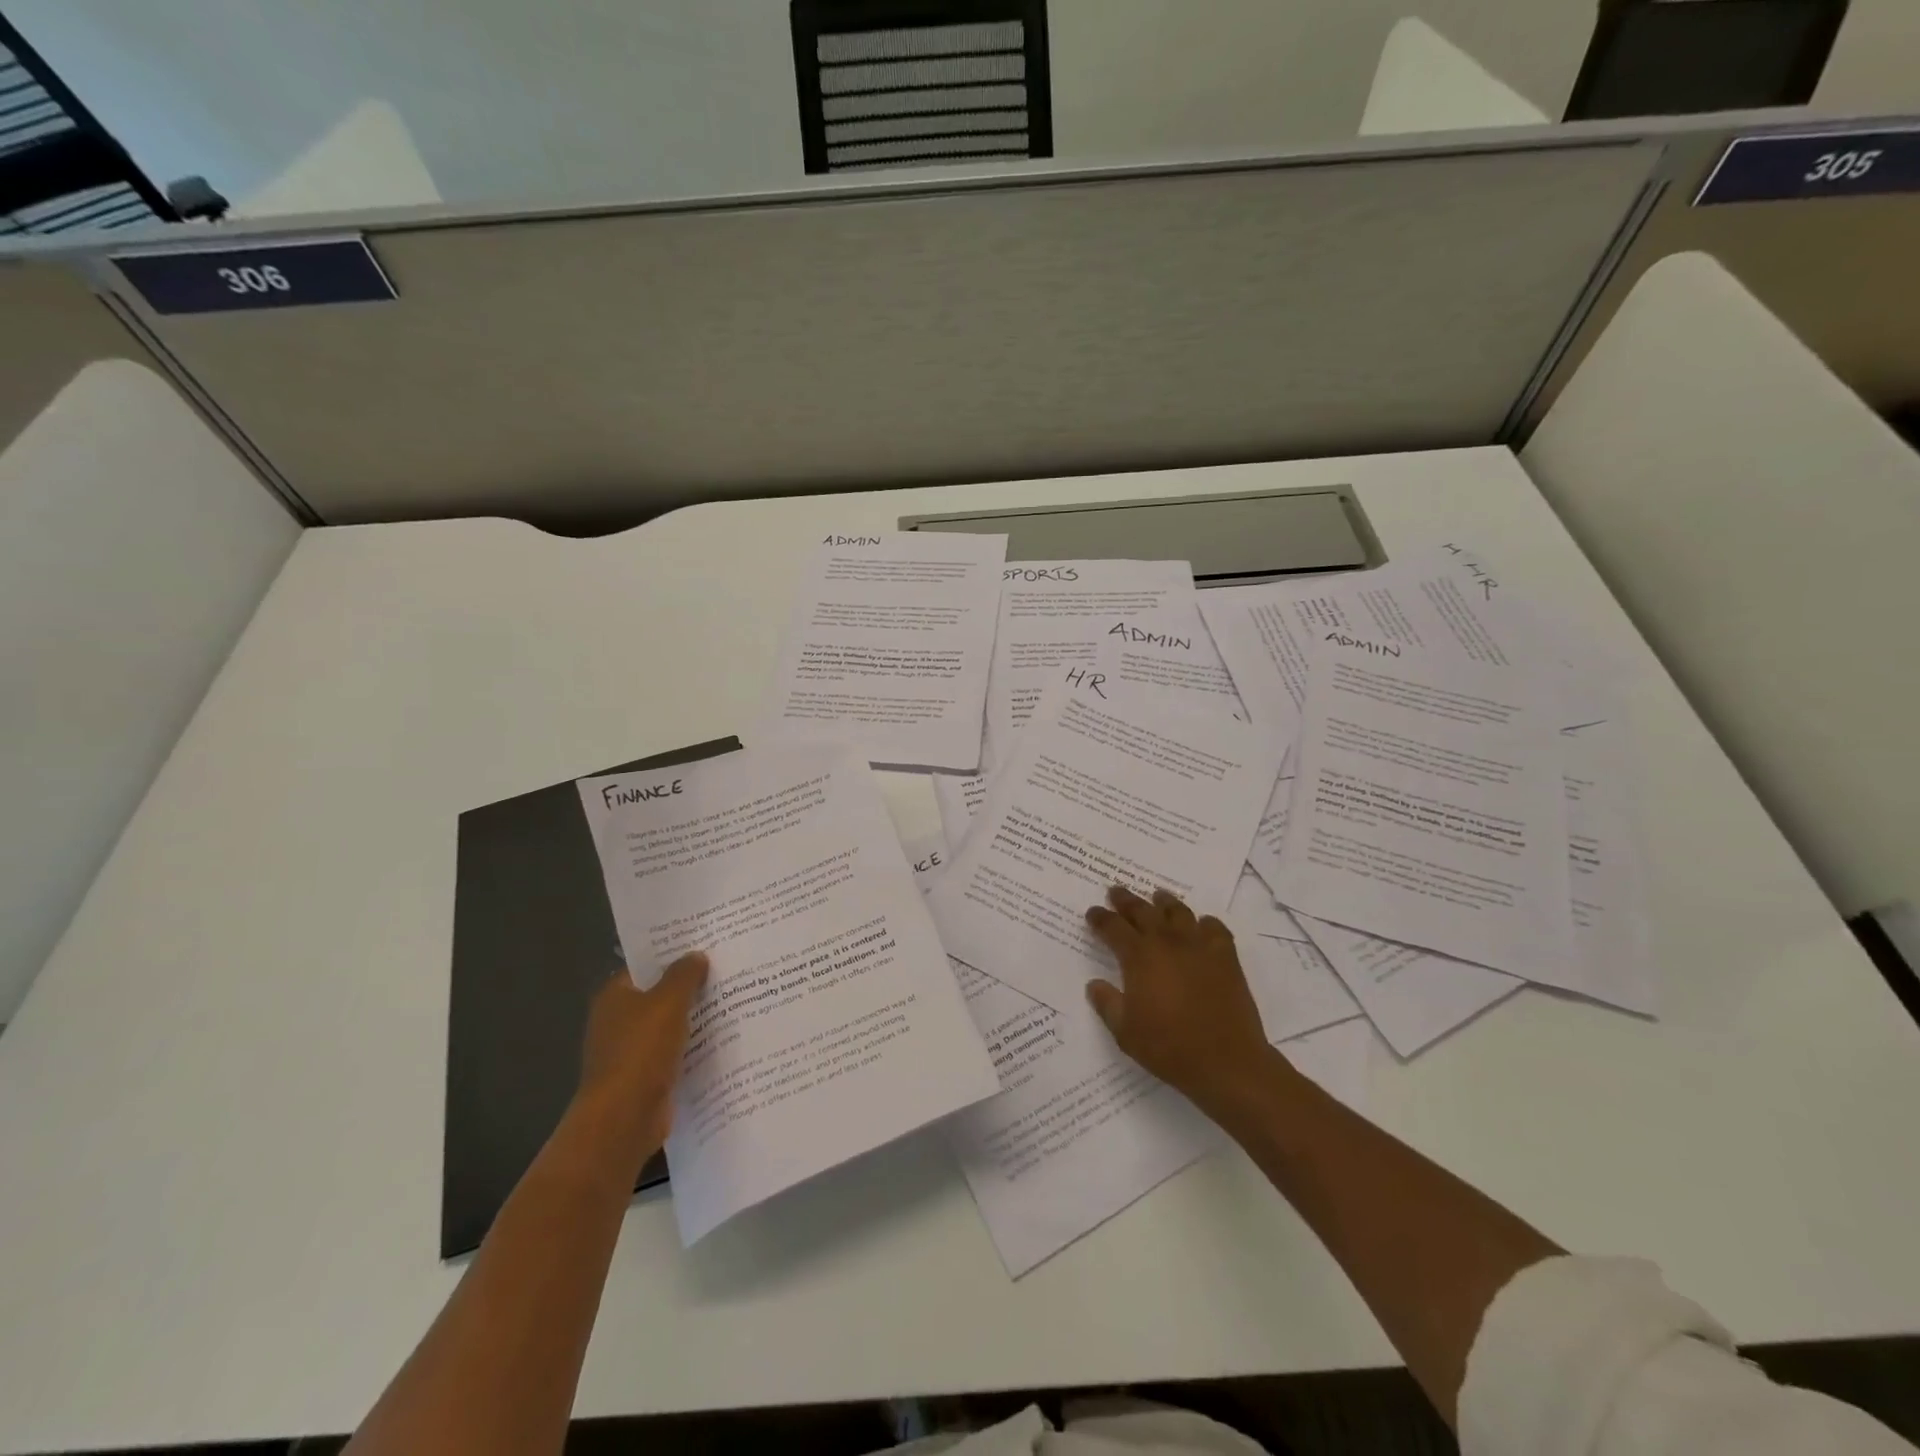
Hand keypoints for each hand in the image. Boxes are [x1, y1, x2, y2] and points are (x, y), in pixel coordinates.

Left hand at [573, 952, 708, 1161]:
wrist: (624, 1118)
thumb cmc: (641, 1051)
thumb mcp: (668, 1001)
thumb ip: (684, 975)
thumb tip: (696, 956)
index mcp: (614, 996)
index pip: (645, 965)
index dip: (672, 954)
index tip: (705, 945)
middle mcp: (618, 1021)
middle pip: (659, 995)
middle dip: (690, 986)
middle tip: (727, 969)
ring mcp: (631, 1051)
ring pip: (670, 1025)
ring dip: (695, 1018)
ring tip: (734, 1000)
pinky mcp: (646, 1077)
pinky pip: (676, 1052)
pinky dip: (695, 1047)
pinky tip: (724, 1038)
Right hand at [1085, 886, 1274, 1113]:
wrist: (1226, 1061)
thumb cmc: (1168, 1047)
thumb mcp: (1125, 1032)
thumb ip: (1107, 1004)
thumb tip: (1095, 984)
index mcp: (1139, 957)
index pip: (1113, 927)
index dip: (1100, 918)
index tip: (1093, 912)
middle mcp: (1167, 942)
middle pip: (1143, 911)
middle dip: (1126, 900)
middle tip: (1116, 892)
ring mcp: (1199, 946)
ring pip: (1178, 912)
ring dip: (1164, 902)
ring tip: (1157, 897)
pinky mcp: (1226, 956)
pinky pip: (1214, 928)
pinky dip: (1204, 923)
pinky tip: (1201, 926)